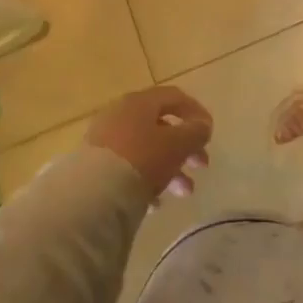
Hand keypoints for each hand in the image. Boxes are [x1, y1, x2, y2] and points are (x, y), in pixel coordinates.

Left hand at [84, 87, 213, 199]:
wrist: (92, 195)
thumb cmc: (142, 159)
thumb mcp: (177, 144)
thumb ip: (195, 132)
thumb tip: (203, 126)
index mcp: (140, 102)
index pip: (174, 97)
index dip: (196, 112)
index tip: (210, 133)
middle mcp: (120, 115)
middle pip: (161, 126)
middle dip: (186, 148)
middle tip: (202, 166)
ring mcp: (104, 141)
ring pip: (146, 150)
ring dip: (170, 169)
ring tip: (183, 193)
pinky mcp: (93, 166)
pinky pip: (127, 169)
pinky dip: (146, 182)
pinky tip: (156, 204)